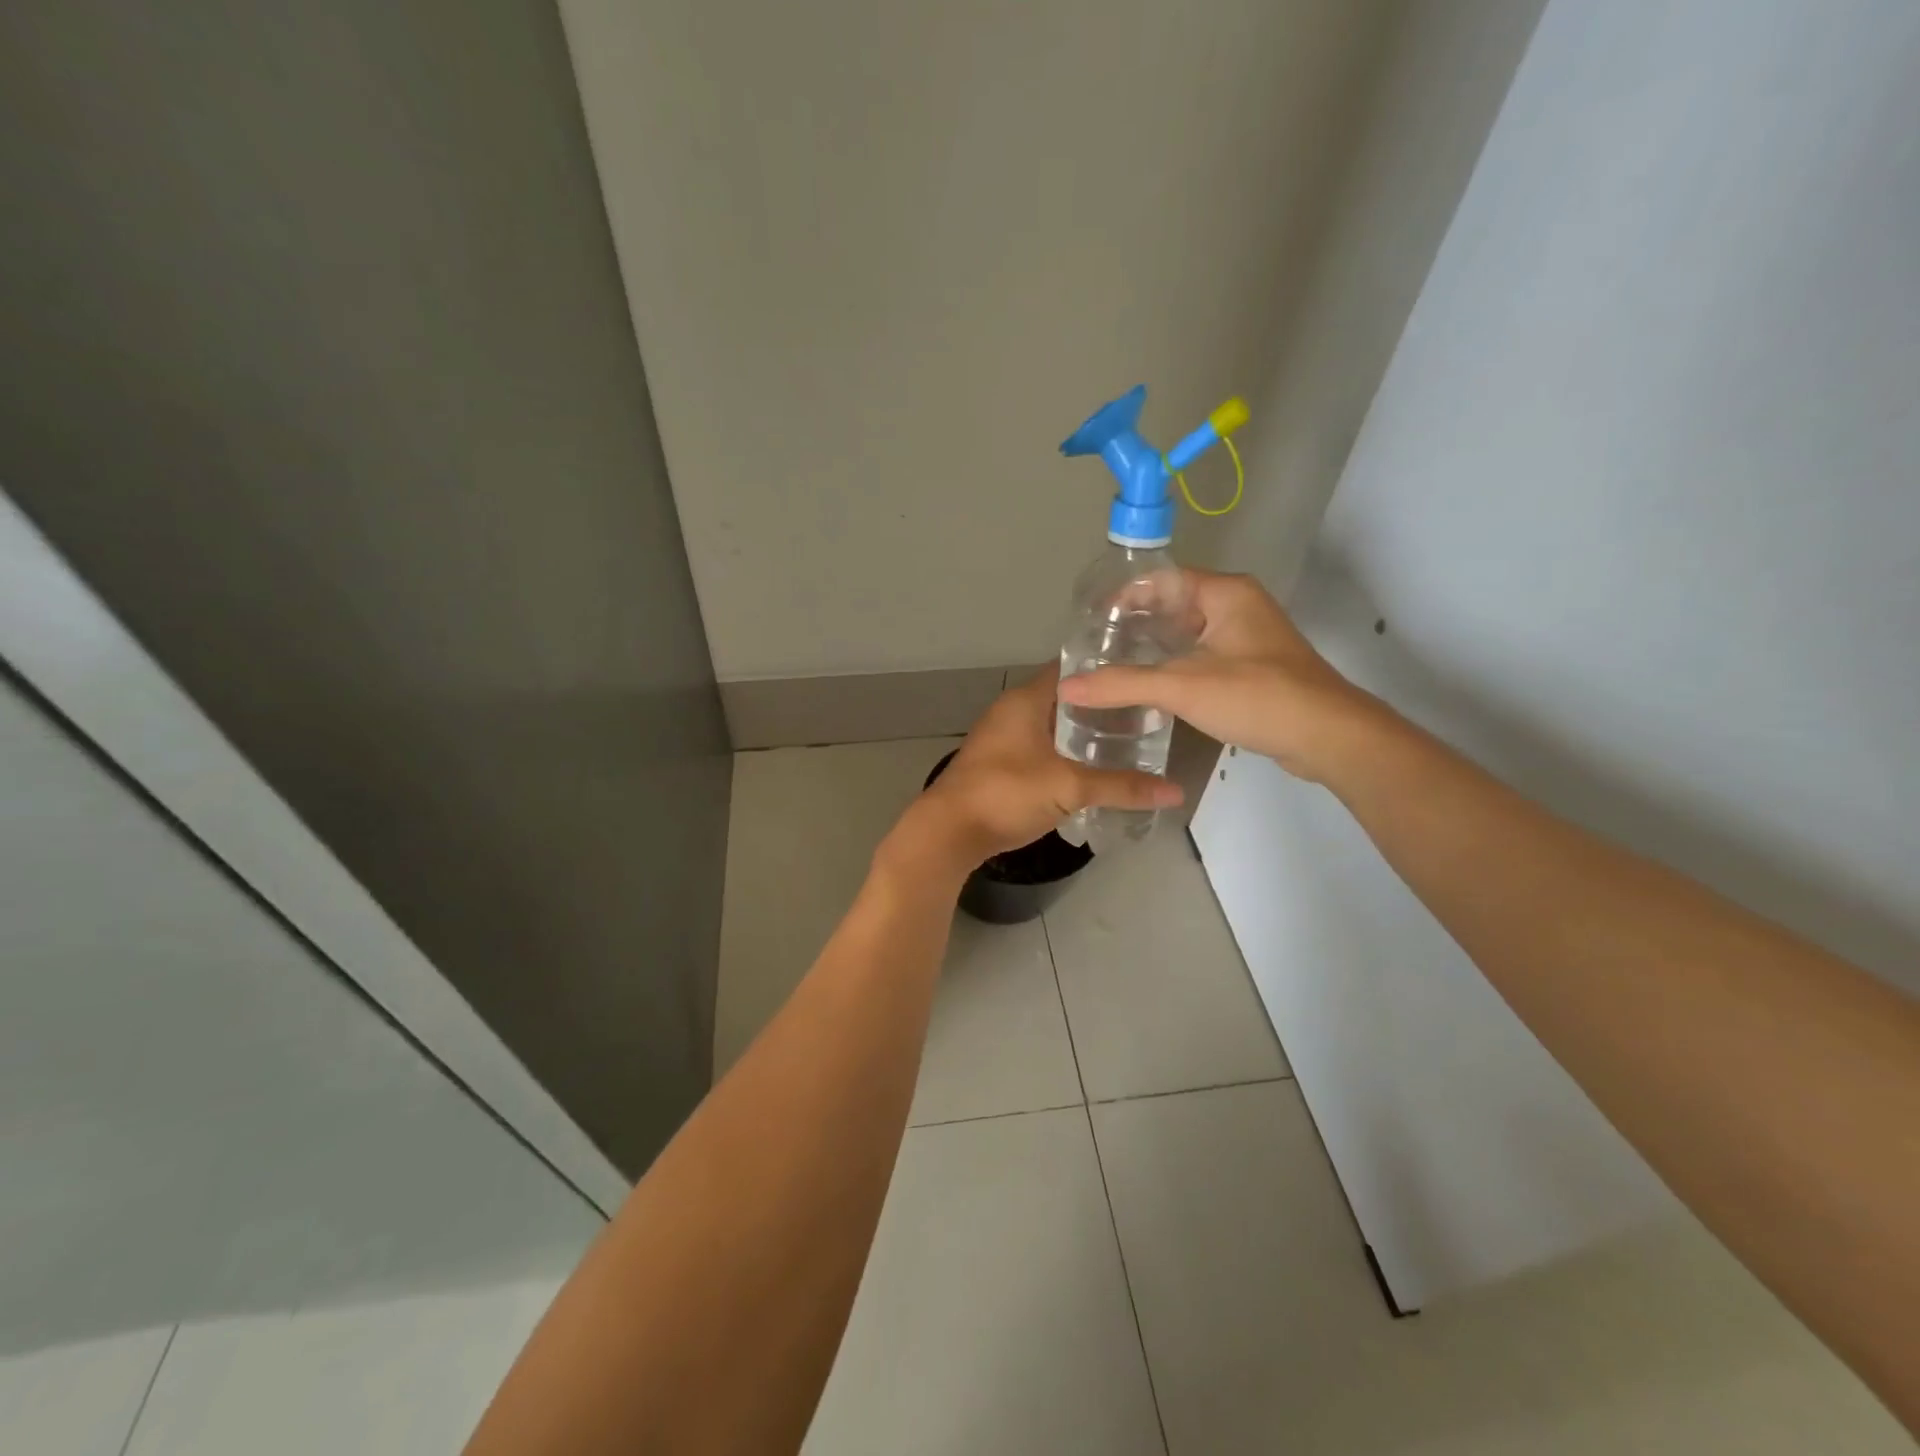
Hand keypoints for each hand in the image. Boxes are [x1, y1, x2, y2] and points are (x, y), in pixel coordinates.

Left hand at [895, 663, 1181, 873]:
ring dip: (1083, 734)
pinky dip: (1066, 754)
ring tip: (1128, 741)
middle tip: (1146, 714)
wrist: (948, 832)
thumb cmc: (1006, 793)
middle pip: (1065, 699)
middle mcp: (1012, 711)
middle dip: (1101, 707)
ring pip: (1052, 727)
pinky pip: (1041, 749)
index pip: (1071, 668)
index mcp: (1026, 700)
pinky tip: (1092, 770)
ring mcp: (1003, 738)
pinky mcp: (1000, 765)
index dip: (1105, 669)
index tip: (1141, 675)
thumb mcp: (1069, 787)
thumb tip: (1175, 791)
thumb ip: (1122, 787)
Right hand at [1057, 570, 1381, 781]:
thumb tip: (1066, 687)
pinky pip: (1201, 656)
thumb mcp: (1183, 686)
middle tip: (1094, 649)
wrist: (1327, 737)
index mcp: (1225, 593)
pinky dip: (1173, 667)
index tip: (1091, 622)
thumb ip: (1122, 685)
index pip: (1162, 579)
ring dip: (1152, 648)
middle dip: (1133, 625)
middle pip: (1172, 605)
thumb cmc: (1257, 696)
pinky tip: (1148, 689)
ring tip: (1111, 668)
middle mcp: (1237, 606)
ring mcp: (1247, 638)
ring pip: (1187, 634)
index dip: (1123, 596)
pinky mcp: (1251, 668)